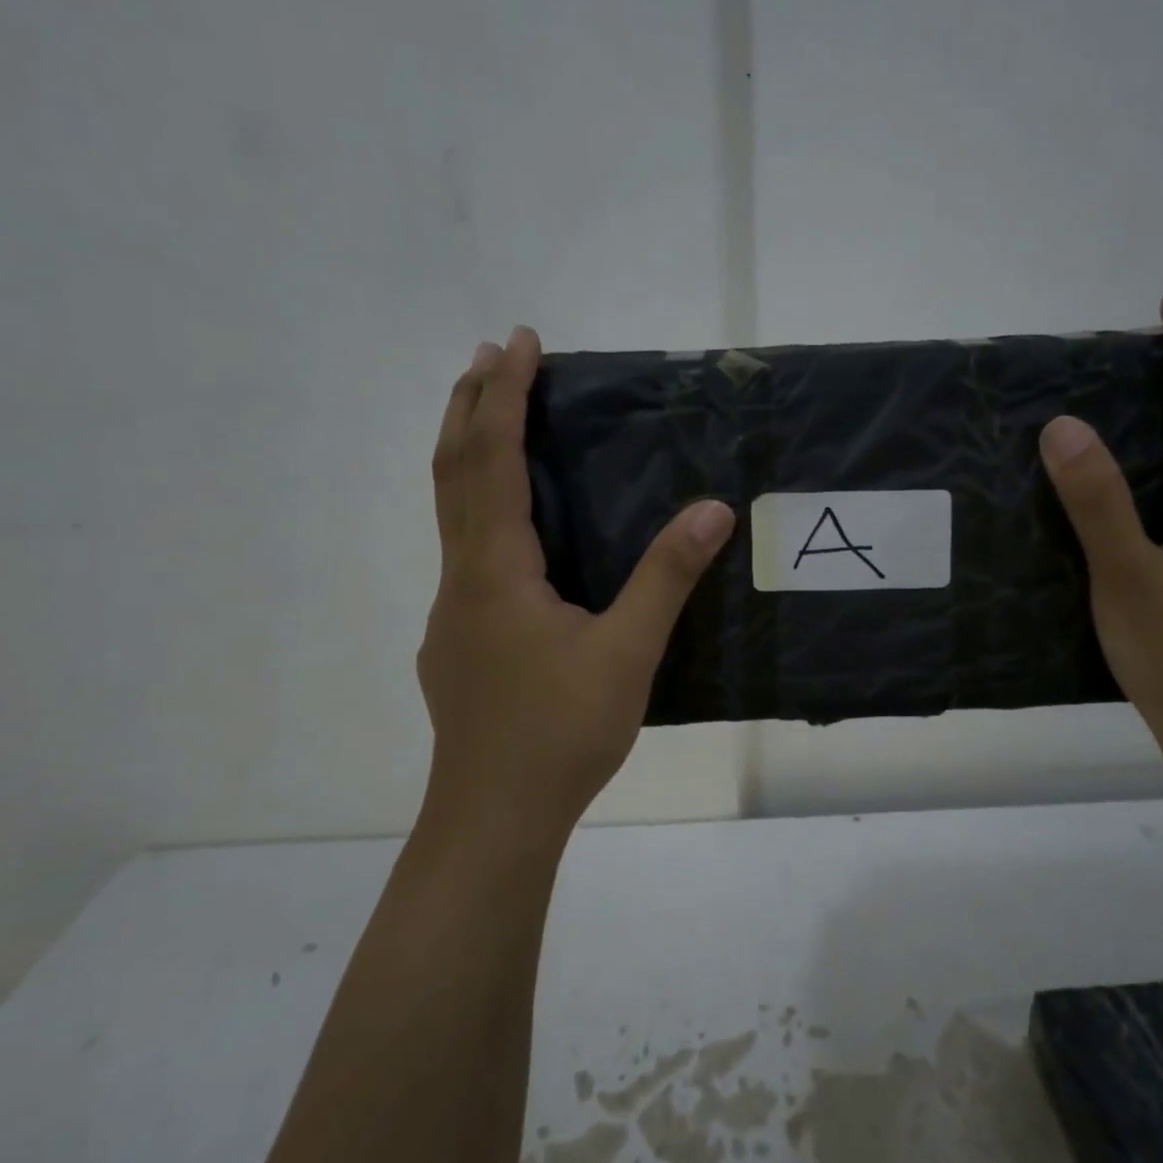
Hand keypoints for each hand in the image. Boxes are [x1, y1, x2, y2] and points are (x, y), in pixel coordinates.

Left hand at [417, 327, 735, 846]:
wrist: (492, 819)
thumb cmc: (559, 733)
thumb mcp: (627, 653)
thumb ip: (666, 577)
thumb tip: (712, 508)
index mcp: (496, 570)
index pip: (494, 461)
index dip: (506, 397)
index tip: (520, 343)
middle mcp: (462, 578)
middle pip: (454, 472)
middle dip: (472, 406)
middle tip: (492, 355)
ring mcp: (452, 612)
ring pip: (450, 512)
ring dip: (469, 454)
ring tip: (492, 417)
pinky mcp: (459, 641)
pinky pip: (463, 549)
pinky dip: (477, 505)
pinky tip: (510, 532)